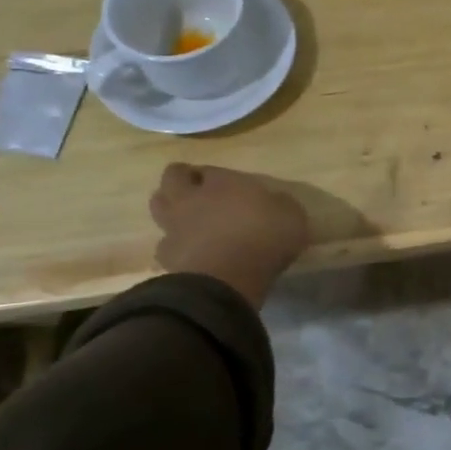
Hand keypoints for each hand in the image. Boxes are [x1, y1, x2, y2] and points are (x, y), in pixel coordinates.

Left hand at [149, 163, 309, 307]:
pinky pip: (164, 245)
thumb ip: (279, 205)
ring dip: (170, 209)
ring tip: (186, 219)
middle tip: (195, 190)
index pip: (210, 169)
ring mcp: (175, 227)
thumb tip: (276, 203)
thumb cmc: (264, 238)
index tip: (224, 184)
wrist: (228, 279)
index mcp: (223, 182)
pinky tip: (188, 254)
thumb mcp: (291, 215)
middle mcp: (193, 198)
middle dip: (181, 179)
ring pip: (159, 207)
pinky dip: (174, 247)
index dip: (214, 175)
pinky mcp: (167, 257)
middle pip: (173, 177)